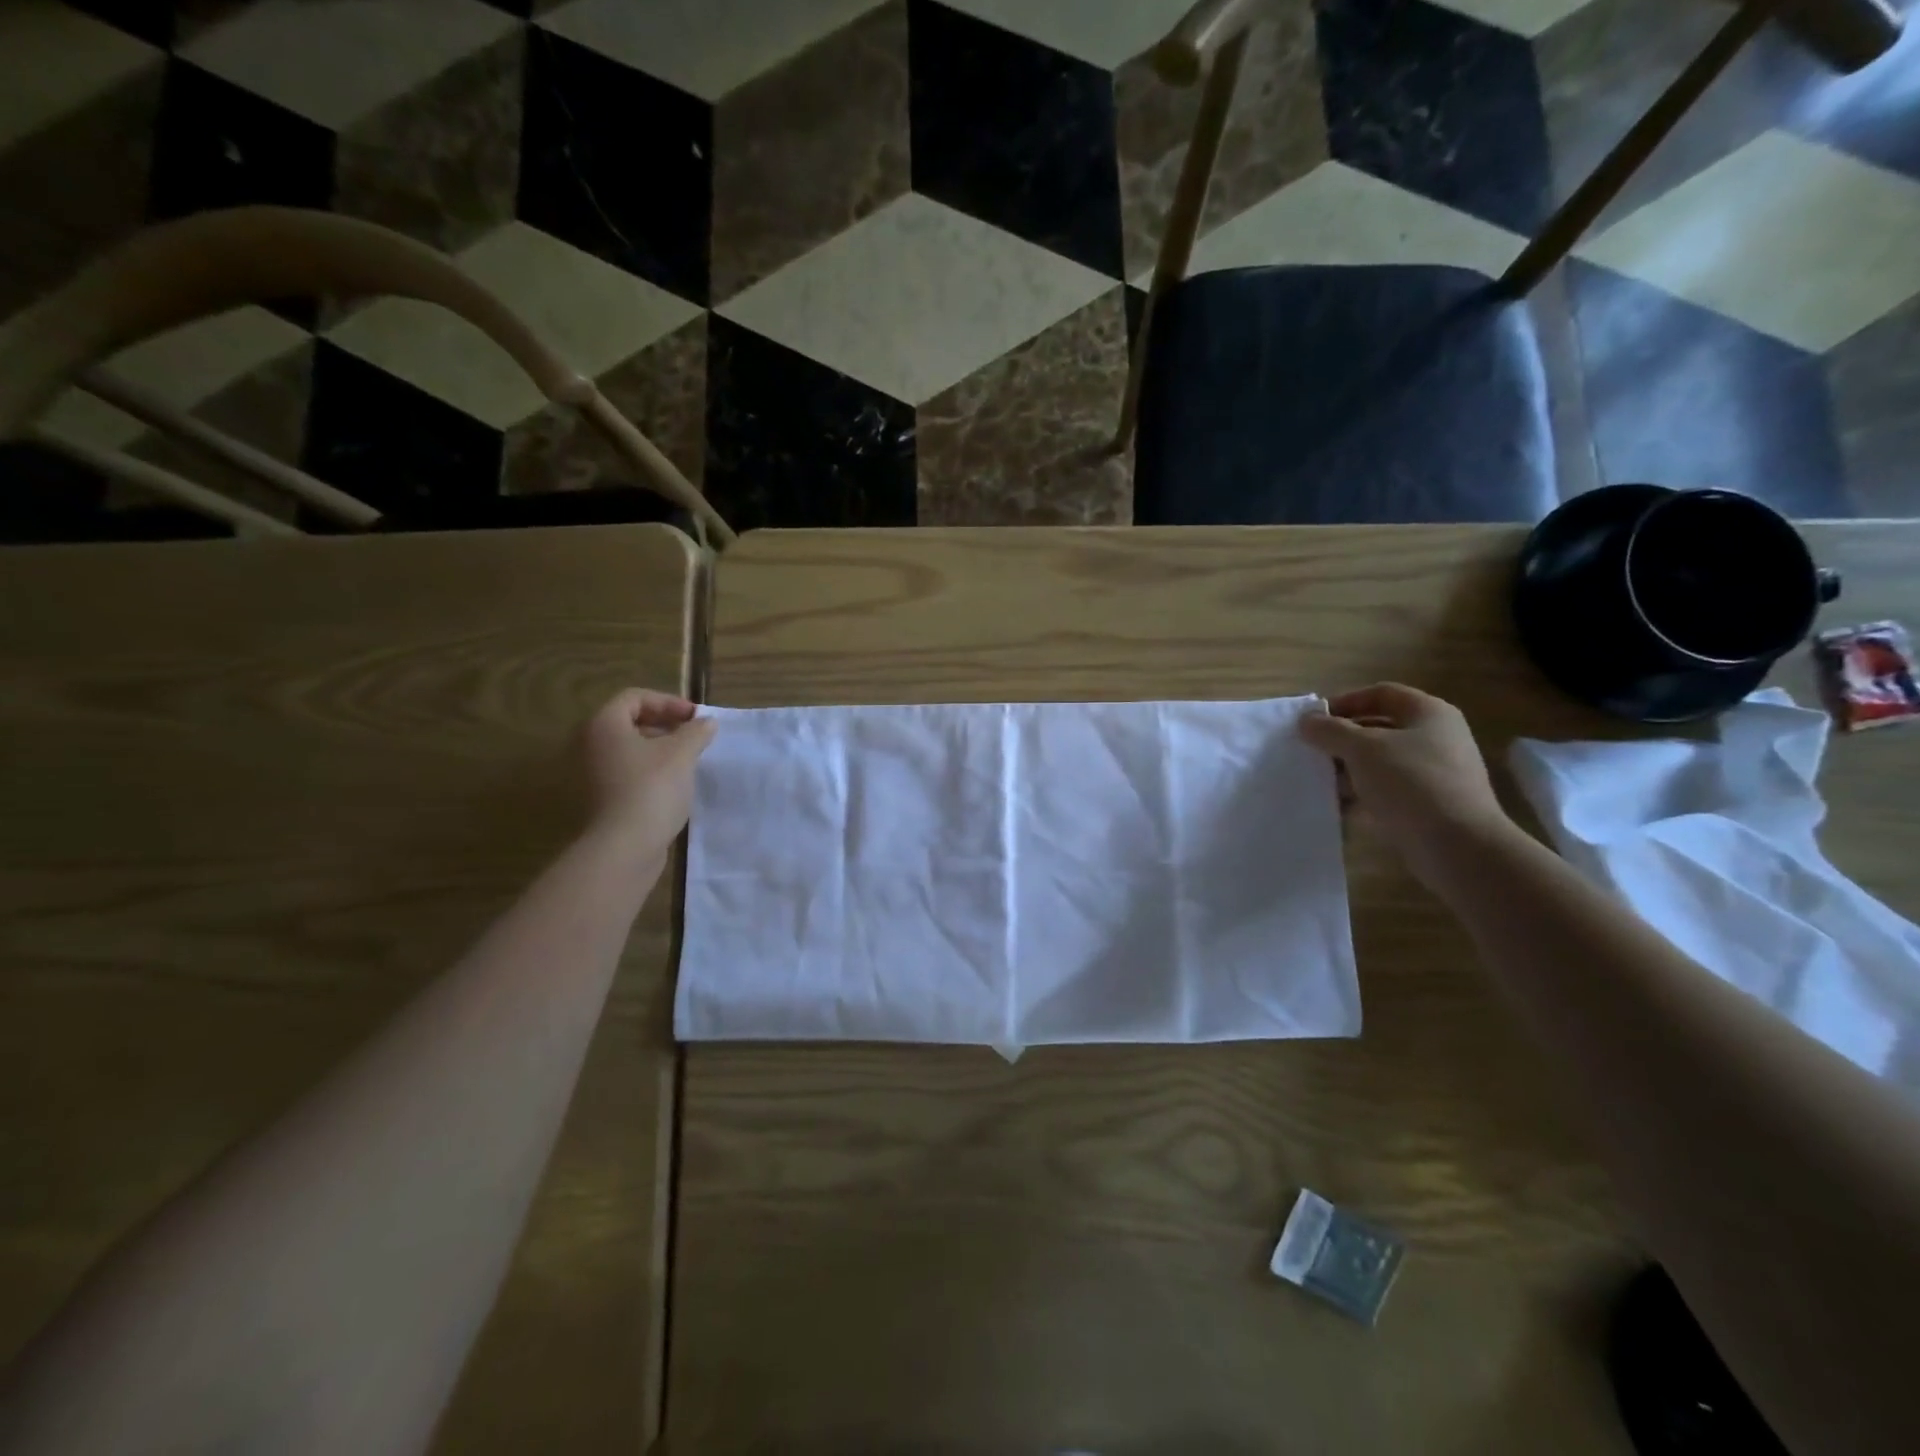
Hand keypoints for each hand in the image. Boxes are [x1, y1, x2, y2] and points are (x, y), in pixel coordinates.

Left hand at [579, 690, 716, 860]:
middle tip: (694, 736)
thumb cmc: (652, 789)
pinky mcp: (600, 797)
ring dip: (660, 748)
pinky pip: (627, 771)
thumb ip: (696, 732)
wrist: (624, 847)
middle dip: (665, 724)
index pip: (635, 697)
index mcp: (604, 725)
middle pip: (629, 721)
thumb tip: (706, 722)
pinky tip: (673, 784)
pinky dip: (650, 770)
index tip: (695, 718)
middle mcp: (590, 744)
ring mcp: (591, 773)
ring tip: (688, 760)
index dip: (668, 702)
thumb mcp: (682, 753)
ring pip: (629, 749)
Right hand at [1300, 683, 1512, 888]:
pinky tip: (1338, 806)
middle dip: (1342, 738)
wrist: (1457, 845)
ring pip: (1380, 761)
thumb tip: (1306, 719)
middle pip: (1379, 728)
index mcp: (1428, 713)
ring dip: (1348, 768)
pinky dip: (1362, 794)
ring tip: (1318, 780)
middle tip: (1311, 751)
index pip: (1381, 693)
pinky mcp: (1429, 804)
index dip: (1345, 702)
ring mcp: (1434, 772)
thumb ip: (1329, 730)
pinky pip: (1387, 790)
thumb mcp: (1361, 749)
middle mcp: (1436, 737)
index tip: (1314, 721)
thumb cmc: (1410, 782)